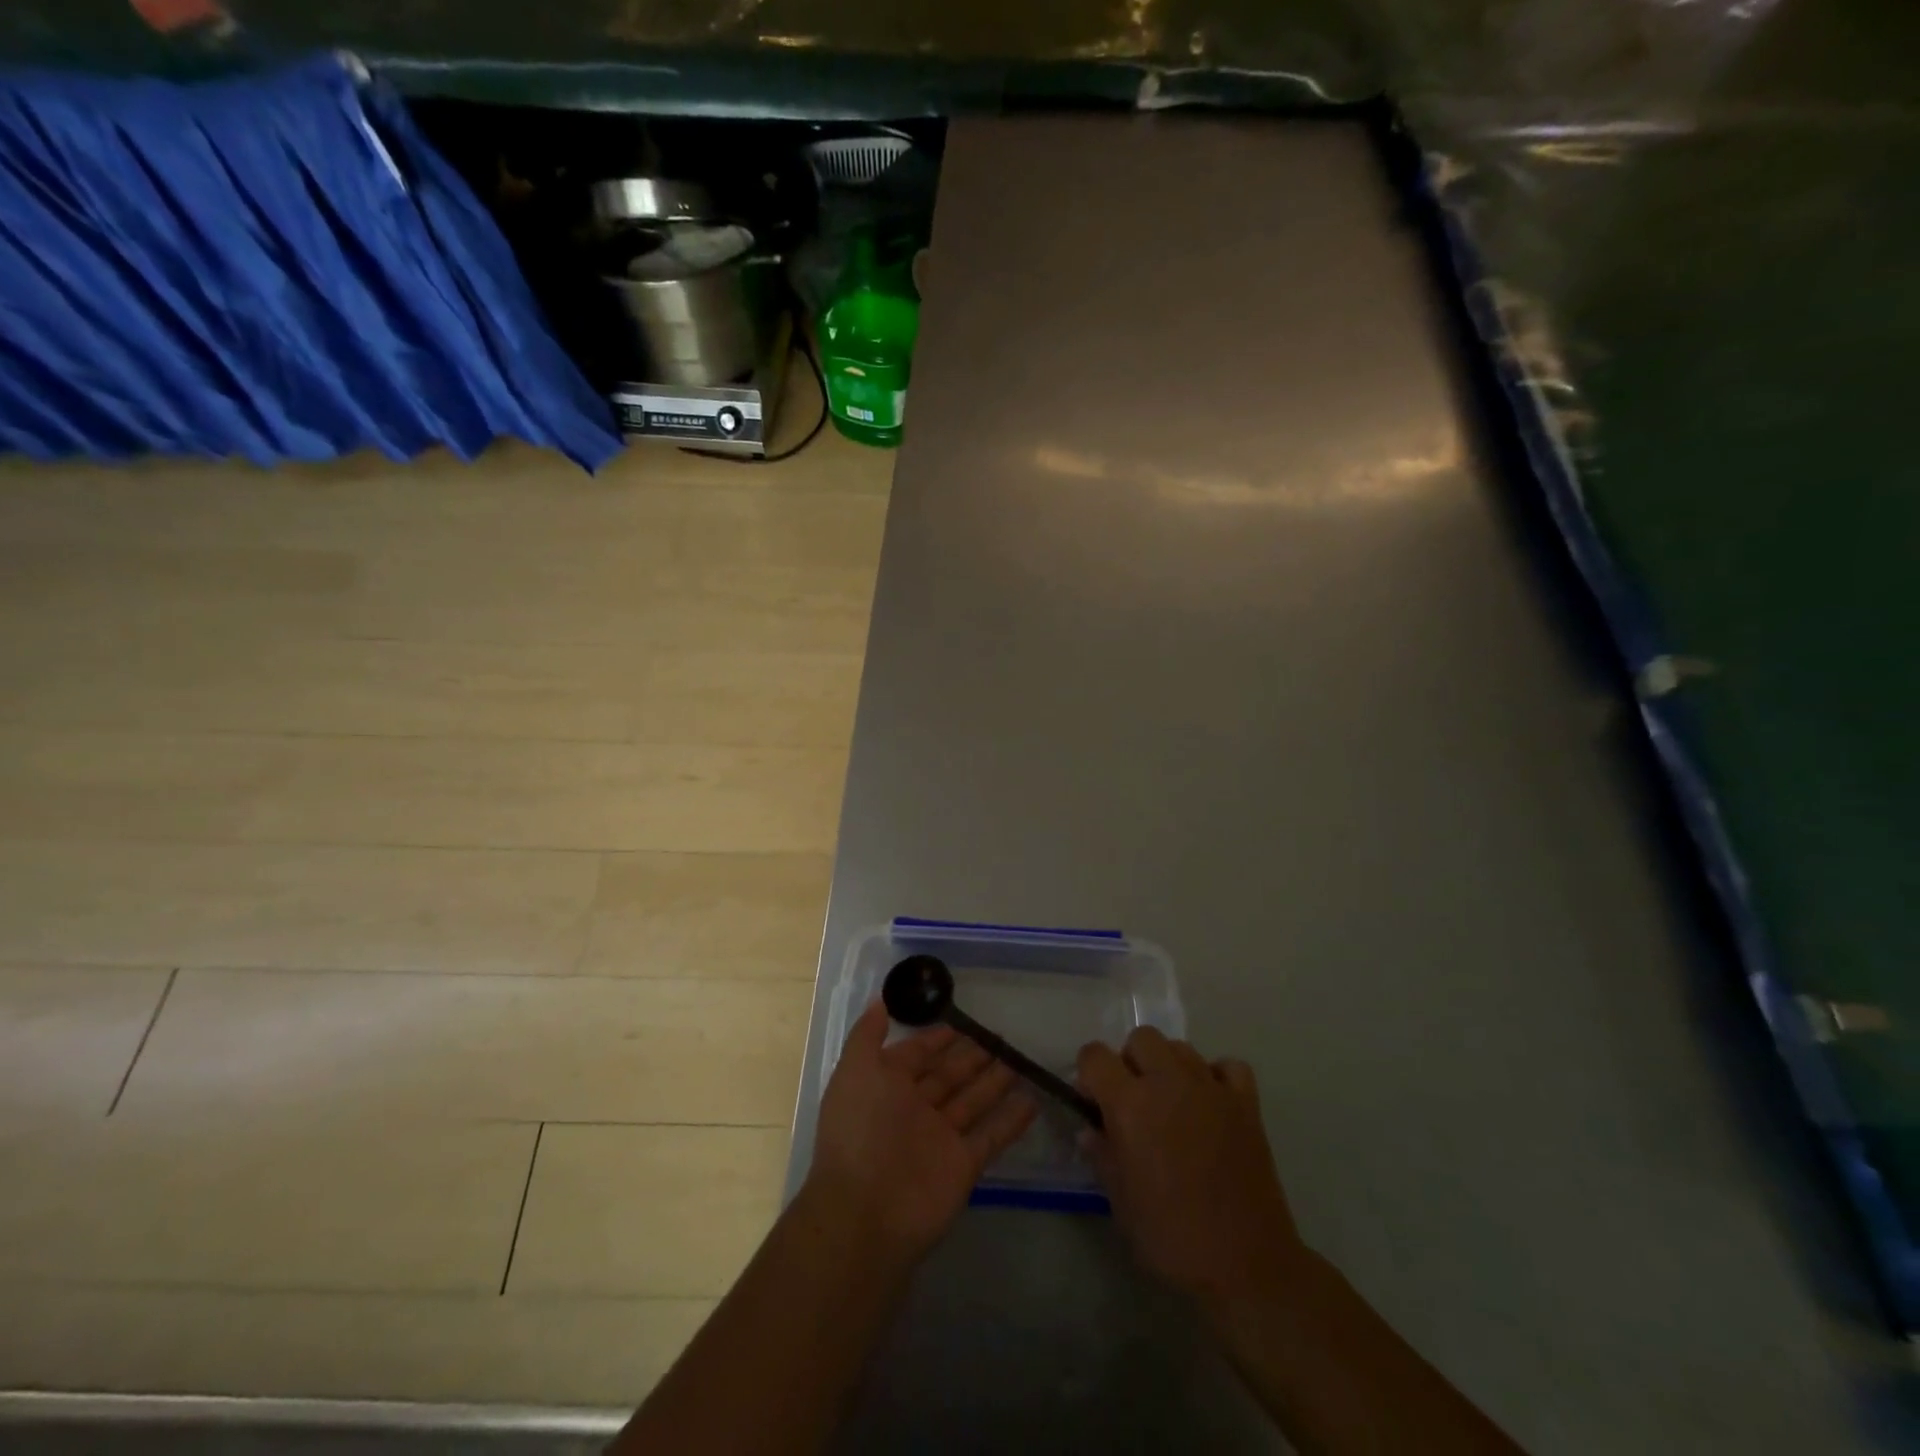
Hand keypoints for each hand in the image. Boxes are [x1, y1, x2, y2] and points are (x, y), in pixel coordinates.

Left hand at [806, 1000, 1036, 1263]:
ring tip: (1019, 1060)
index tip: (961, 1021)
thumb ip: (867, 1034)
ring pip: (972, 1101)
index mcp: (886, 1086)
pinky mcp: (963, 1165)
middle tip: (1000, 1037)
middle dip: (971, 1056)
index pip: (915, 1054)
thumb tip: (879, 1000)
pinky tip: (1033, 1100)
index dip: (936, 1038)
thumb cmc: (860, 1129)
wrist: (866, 1212)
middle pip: (948, 1076)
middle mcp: (913, 1109)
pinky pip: (991, 1135)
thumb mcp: (855, 1070)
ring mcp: (940, 1138)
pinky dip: (1011, 1120)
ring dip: (994, 1082)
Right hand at [1078, 1027, 1305, 1305]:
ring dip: (1169, 1067)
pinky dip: (1217, 1077)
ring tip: (1172, 1105)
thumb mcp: (1120, 1201)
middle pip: (1141, 1038)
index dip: (1089, 1075)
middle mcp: (1168, 1082)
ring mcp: (1211, 1088)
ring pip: (1180, 1047)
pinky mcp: (1246, 1103)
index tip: (1094, 1103)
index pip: (1094, 1055)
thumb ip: (1102, 1154)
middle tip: (1134, 1102)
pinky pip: (1228, 1066)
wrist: (1245, 1266)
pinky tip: (1211, 1105)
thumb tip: (1091, 1130)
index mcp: (1130, 1104)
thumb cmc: (1171, 1237)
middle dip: (1130, 1062)